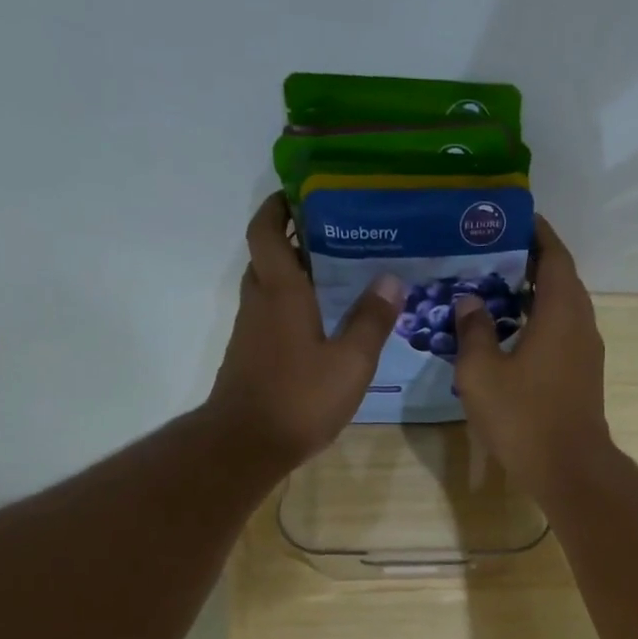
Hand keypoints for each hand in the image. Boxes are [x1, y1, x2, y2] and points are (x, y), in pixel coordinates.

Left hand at [206, 193, 403, 466]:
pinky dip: (292, 310)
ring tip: (336, 281)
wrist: (247, 444)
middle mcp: (260, 303)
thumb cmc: (300, 398)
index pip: (267, 231)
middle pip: (267, 257)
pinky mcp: (251, 358)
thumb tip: (390, 280)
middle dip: (293, 241)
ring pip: (268, 290)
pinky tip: (323, 329)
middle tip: (333, 239)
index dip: (278, 207)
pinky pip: (271, 319)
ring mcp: (251, 333)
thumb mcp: (351, 362)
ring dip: (294, 278)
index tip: (300, 194)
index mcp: (281, 292)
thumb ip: (371, 321)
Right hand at [453, 217, 612, 497]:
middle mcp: (581, 323)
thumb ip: (473, 330)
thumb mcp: (481, 372)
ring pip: (561, 309)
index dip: (534, 232)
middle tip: (489, 254)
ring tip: (493, 290)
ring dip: (533, 295)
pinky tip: (508, 334)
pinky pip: (561, 334)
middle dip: (528, 262)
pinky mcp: (582, 376)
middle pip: (559, 278)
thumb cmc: (524, 417)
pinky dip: (538, 323)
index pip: (553, 254)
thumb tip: (469, 301)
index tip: (509, 218)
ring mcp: (586, 352)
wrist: (569, 469)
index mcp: (561, 310)